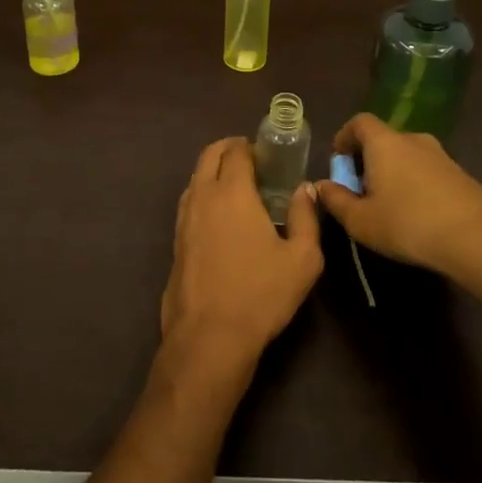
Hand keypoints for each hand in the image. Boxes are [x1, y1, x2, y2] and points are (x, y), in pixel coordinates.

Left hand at [161, 137, 323, 376]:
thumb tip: (305, 189)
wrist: (209, 336)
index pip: (236, 151)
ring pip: (196, 177)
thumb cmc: (260, 294)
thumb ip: (305, 217)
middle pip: (209, 155)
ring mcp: (183, 218)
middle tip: (252, 160)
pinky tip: (222, 217)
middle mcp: (202, 195)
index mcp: (232, 191)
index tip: (268, 154)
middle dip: (229, 149)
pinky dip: (205, 194)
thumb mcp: (303, 259)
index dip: (251, 146)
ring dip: (214, 171)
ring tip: (238, 188)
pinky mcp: (176, 240)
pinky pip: (190, 201)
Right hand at [314, 113, 481, 280]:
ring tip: (389, 205)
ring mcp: (442, 155)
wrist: (477, 239)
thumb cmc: (408, 224)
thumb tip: (321, 186)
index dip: (345, 136)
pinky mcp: (462, 175)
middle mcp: (413, 140)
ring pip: (407, 156)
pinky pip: (428, 171)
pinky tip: (417, 214)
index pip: (359, 122)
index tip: (339, 160)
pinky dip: (416, 184)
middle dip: (368, 159)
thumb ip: (336, 200)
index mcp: (385, 142)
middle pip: (383, 139)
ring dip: (393, 172)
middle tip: (360, 189)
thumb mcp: (361, 220)